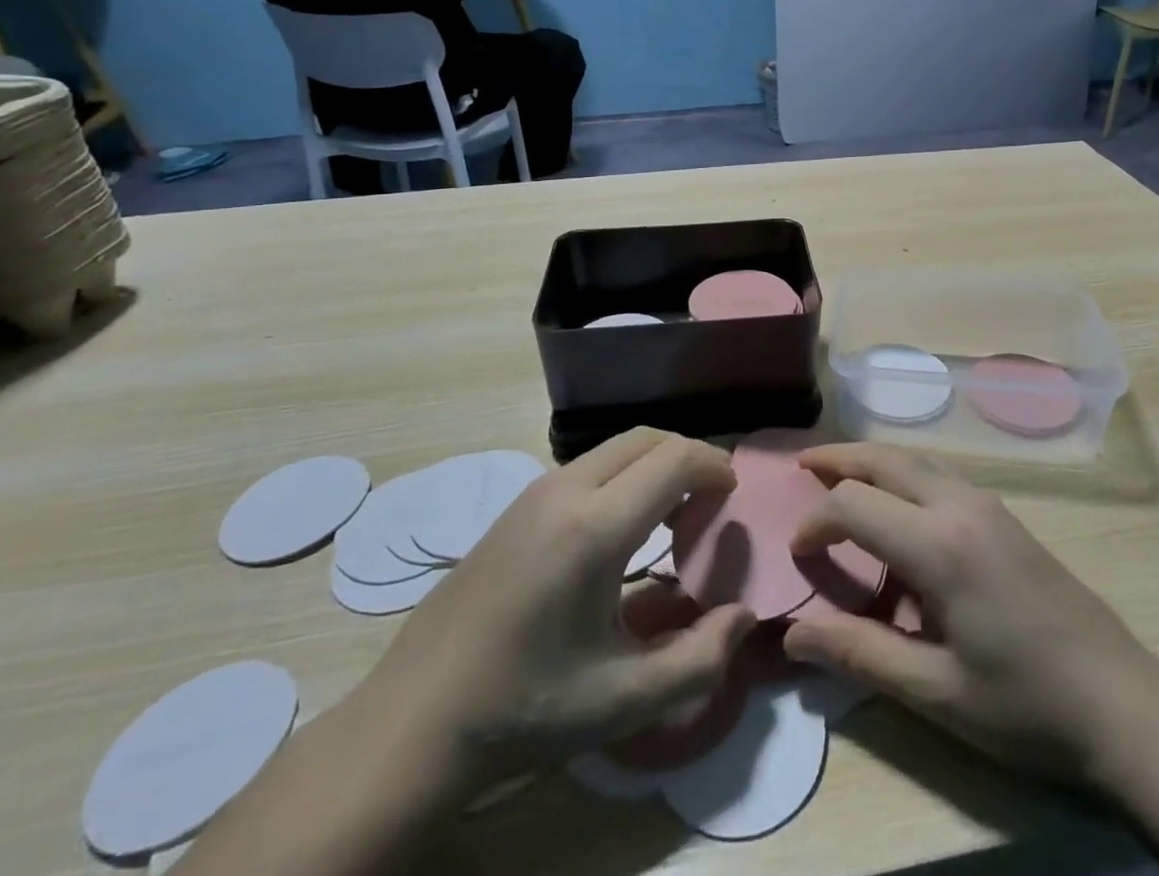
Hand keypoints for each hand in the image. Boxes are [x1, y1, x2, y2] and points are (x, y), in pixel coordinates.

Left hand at [358, 429, 753, 775]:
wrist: (414, 720)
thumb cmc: (524, 708)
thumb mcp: (623, 701)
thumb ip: (699, 660)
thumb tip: (744, 615)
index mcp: (594, 528)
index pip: (673, 460)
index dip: (714, 466)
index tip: (734, 496)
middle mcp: (565, 491)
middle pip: (647, 438)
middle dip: (688, 456)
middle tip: (711, 502)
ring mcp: (535, 492)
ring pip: (616, 447)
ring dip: (655, 463)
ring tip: (674, 513)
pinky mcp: (517, 505)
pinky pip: (588, 465)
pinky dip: (625, 473)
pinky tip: (623, 527)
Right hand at [782, 443, 1157, 787]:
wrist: (1122, 704)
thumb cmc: (1025, 706)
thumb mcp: (935, 692)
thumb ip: (860, 654)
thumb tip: (792, 634)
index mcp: (939, 545)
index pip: (854, 505)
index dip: (816, 521)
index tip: (797, 553)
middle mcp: (960, 506)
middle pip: (885, 458)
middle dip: (838, 457)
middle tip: (801, 464)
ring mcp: (988, 505)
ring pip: (915, 458)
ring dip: (871, 458)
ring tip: (837, 472)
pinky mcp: (1004, 516)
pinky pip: (939, 473)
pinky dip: (902, 471)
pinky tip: (895, 500)